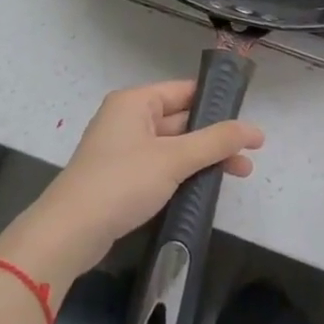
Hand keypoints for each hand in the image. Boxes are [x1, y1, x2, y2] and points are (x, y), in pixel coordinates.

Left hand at [0, 80, 263, 287]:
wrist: (69, 233)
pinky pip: (160, 167)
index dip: (217, 102)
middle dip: (214, 137)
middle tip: (249, 154)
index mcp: (135, 102)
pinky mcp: (120, 178)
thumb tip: (254, 129)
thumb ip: (215, 142)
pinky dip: (183, 174)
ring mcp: (122, 149)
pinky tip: (206, 189)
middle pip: (180, 120)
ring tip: (239, 174)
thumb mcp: (173, 159)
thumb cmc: (121, 183)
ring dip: (202, 158)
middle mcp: (127, 119)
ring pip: (172, 146)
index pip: (184, 91)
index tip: (247, 118)